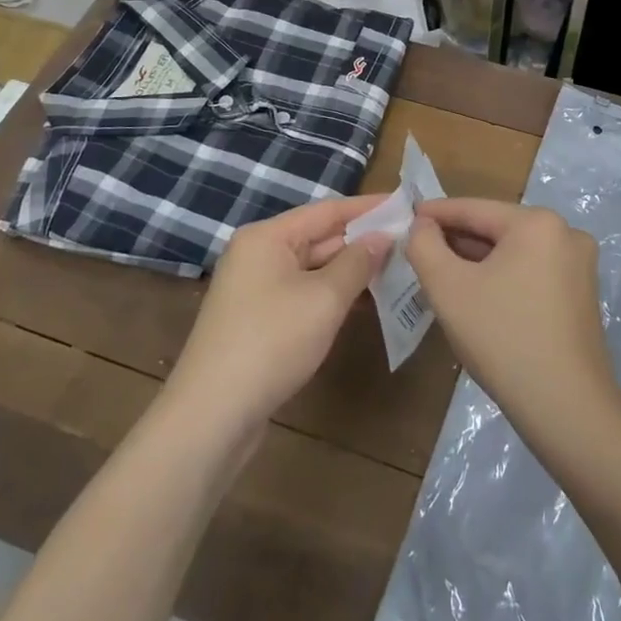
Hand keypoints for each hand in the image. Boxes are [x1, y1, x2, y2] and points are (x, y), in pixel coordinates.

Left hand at [163, 196, 391, 439]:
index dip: (368, 208)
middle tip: (408, 241)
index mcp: (267, 237)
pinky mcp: (258, 320)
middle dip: (362, 241)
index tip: (404, 204)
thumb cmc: (272, 342)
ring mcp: (255, 289)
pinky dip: (332, 295)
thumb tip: (382, 237)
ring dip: (350, 270)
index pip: (327, 211)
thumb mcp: (324, 299)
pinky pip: (303, 294)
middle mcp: (258, 254)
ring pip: (312, 269)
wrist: (212, 416)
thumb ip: (357, 262)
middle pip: (318, 238)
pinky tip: (363, 303)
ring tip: (395, 269)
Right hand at [407, 199, 620, 446]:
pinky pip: (531, 273)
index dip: (436, 213)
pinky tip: (478, 297)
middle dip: (457, 240)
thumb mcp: (448, 289)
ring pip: (514, 253)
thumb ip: (425, 246)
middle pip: (497, 229)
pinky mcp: (582, 296)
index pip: (475, 209)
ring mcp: (579, 266)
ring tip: (442, 273)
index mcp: (538, 223)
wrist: (567, 410)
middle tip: (420, 250)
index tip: (406, 216)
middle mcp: (566, 233)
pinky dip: (502, 278)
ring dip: (478, 261)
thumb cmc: (503, 339)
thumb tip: (422, 225)